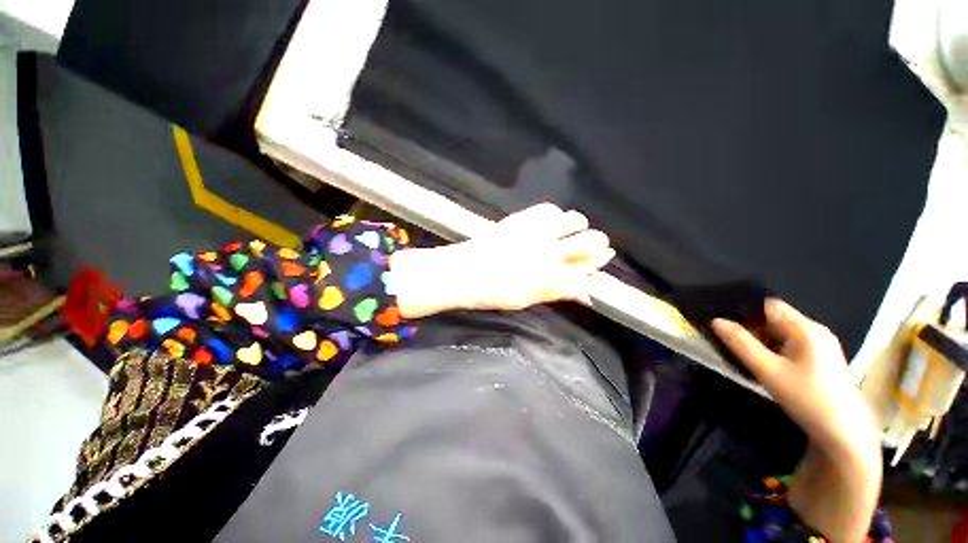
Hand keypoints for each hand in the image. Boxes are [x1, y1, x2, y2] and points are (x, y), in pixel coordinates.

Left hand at [389, 203, 614, 317]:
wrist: (466, 272)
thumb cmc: (496, 293)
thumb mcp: (530, 299)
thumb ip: (559, 293)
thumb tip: (585, 293)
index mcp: (554, 277)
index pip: (589, 266)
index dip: (600, 260)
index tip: (606, 255)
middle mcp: (551, 252)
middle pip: (591, 240)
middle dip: (598, 241)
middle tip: (594, 243)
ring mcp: (537, 232)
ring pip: (574, 220)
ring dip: (577, 225)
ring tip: (570, 230)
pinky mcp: (523, 219)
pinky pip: (550, 209)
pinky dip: (555, 215)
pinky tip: (549, 223)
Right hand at [713, 300, 881, 542]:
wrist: (847, 441)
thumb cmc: (812, 405)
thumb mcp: (770, 374)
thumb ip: (740, 345)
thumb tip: (715, 322)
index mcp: (806, 330)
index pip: (767, 303)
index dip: (741, 304)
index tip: (716, 310)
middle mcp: (812, 334)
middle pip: (771, 317)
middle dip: (744, 322)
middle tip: (717, 332)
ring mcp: (815, 349)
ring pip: (775, 333)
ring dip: (753, 337)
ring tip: (730, 345)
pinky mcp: (813, 364)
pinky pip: (782, 346)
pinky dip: (764, 348)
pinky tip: (753, 362)